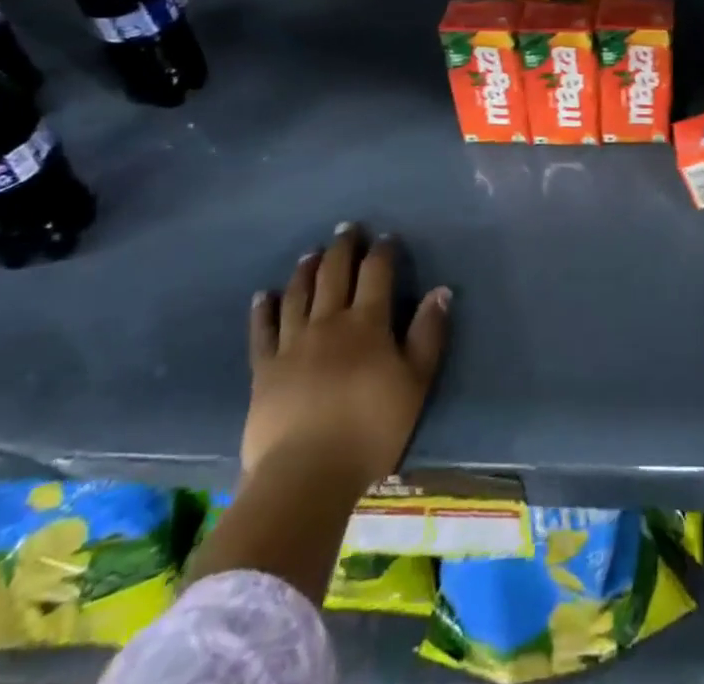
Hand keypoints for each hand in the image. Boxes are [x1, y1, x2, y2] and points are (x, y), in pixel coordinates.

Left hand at [243, 224, 450, 488]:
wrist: (307, 474)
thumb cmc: (371, 429)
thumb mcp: (415, 383)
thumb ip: (428, 334)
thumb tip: (440, 290)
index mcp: (367, 323)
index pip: (376, 273)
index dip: (382, 252)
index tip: (386, 237)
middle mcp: (328, 322)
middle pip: (334, 274)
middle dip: (342, 248)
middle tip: (346, 228)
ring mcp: (292, 343)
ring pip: (299, 294)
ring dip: (307, 269)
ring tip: (311, 253)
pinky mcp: (264, 369)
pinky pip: (262, 330)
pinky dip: (264, 309)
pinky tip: (264, 294)